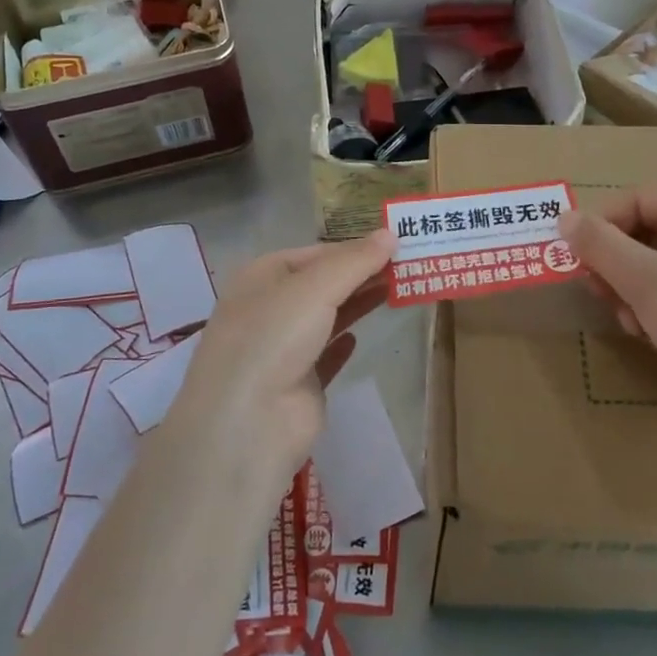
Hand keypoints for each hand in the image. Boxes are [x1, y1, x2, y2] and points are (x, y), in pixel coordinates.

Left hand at [161, 231, 396, 495]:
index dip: (353, 248)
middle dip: (360, 275)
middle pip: (323, 284)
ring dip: (358, 304)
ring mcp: (282, 349)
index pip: (315, 253)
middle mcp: (269, 309)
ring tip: (397, 291)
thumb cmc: (275, 336)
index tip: (394, 244)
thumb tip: (391, 233)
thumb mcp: (316, 286)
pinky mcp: (298, 385)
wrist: (249, 421)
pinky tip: (359, 339)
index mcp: (262, 276)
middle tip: (407, 265)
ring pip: (327, 318)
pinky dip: (342, 346)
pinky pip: (324, 358)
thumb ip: (356, 261)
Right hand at [558, 189, 656, 438]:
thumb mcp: (643, 282)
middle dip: (618, 263)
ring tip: (631, 324)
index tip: (580, 260)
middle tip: (600, 296)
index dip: (604, 224)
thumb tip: (564, 216)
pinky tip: (654, 336)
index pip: (640, 197)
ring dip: (634, 289)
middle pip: (651, 231)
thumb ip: (599, 245)